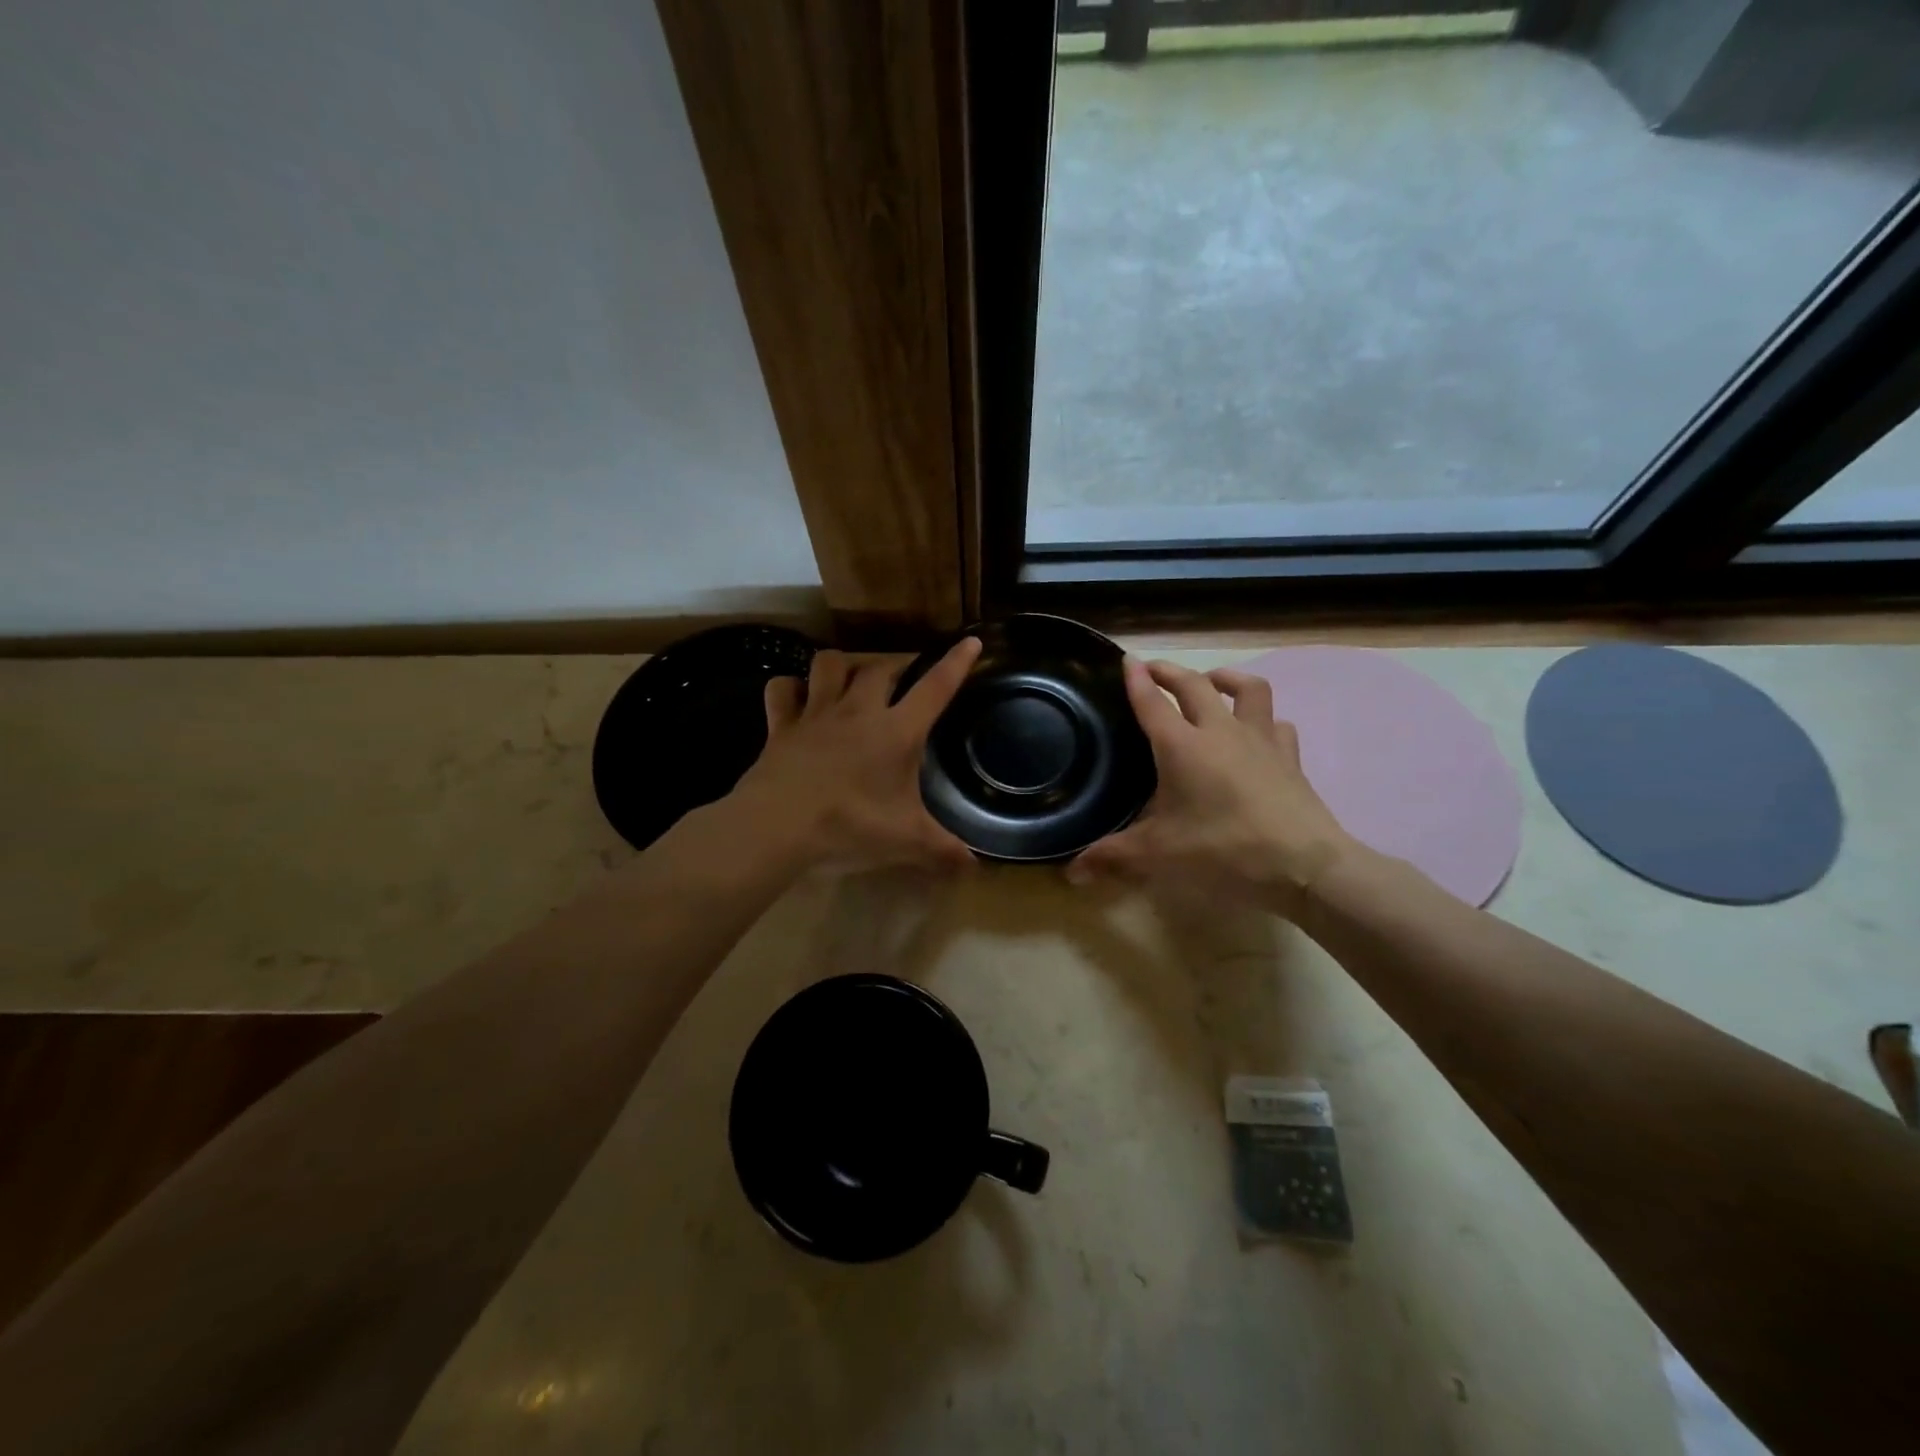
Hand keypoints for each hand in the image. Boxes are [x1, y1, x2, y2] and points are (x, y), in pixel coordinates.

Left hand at [730, 638, 982, 872]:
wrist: (777, 827)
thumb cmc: (850, 826)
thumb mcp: (905, 841)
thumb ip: (942, 849)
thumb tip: (974, 865)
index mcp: (896, 731)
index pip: (934, 688)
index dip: (955, 663)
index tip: (970, 641)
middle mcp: (858, 711)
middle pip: (880, 668)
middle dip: (895, 665)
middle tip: (902, 678)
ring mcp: (815, 713)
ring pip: (829, 664)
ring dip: (843, 665)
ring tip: (850, 678)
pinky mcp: (781, 725)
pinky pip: (782, 689)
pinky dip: (789, 687)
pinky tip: (796, 697)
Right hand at [1067, 658, 1355, 913]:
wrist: (1303, 865)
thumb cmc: (1223, 851)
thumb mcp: (1158, 856)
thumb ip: (1112, 858)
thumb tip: (1071, 873)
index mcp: (1181, 746)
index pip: (1152, 702)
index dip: (1136, 679)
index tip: (1127, 659)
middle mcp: (1220, 732)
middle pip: (1194, 685)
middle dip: (1170, 671)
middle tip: (1154, 669)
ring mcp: (1260, 740)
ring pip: (1247, 689)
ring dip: (1226, 678)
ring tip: (1212, 681)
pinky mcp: (1289, 758)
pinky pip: (1276, 724)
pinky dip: (1263, 719)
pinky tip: (1257, 731)